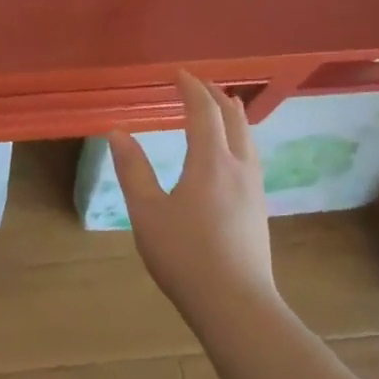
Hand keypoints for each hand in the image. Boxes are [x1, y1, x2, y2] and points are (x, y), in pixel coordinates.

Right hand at [109, 71, 276, 317]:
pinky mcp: (259, 208)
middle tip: (199, 84)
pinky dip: (240, 138)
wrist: (236, 304)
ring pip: (248, 138)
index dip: (191, 89)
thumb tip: (118, 133)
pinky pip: (252, 156)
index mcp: (211, 162)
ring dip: (233, 116)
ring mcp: (254, 188)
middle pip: (233, 119)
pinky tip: (234, 153)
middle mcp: (239, 167)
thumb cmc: (185, 256)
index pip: (204, 112)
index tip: (178, 74)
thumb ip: (133, 170)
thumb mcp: (147, 213)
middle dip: (216, 96)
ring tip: (225, 106)